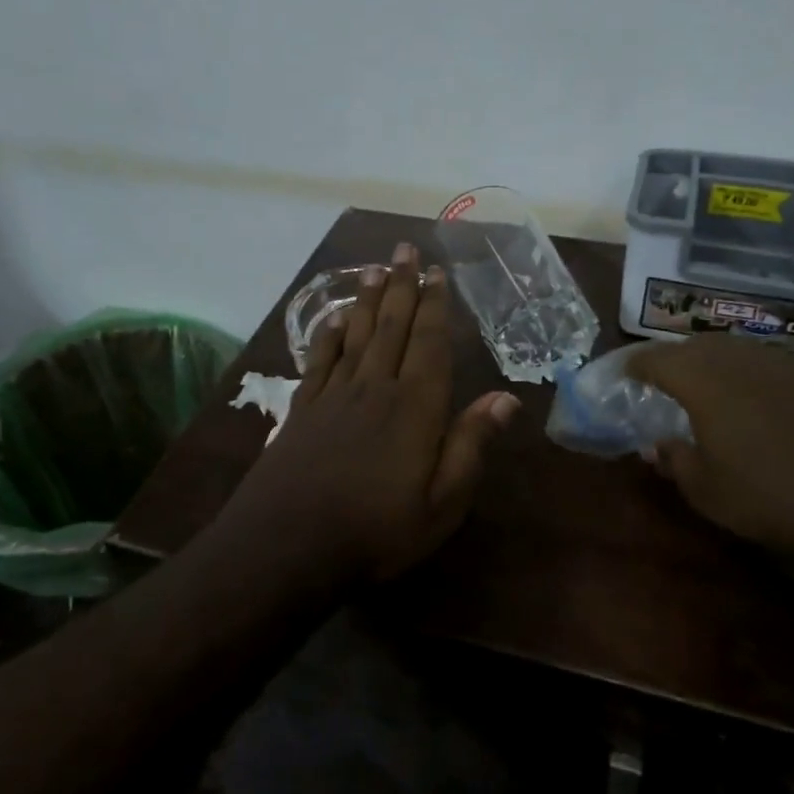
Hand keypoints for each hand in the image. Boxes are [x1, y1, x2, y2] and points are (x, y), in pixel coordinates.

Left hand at [226, 243, 519, 580]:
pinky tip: (333, 319)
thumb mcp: (442, 503)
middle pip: (391, 325)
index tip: (437, 272)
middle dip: (401, 285)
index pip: (430, 343)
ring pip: (356, 333)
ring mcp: (334, 395)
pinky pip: (319, 359)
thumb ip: (470, 445)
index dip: (435, 305)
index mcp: (415, 406)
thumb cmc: (377, 530)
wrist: (287, 544)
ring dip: (367, 298)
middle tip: (404, 249)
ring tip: (374, 267)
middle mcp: (375, 387)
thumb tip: (506, 398)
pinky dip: (328, 334)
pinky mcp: (303, 408)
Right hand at [627, 336, 793, 571]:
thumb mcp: (708, 492)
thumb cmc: (774, 496)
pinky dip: (752, 377)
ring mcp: (783, 362)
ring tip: (708, 388)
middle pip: (694, 346)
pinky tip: (761, 404)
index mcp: (702, 379)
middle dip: (673, 360)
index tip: (623, 375)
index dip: (634, 365)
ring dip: (714, 364)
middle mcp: (739, 358)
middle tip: (663, 382)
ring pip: (735, 350)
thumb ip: (675, 461)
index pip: (654, 358)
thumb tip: (657, 445)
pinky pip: (770, 366)